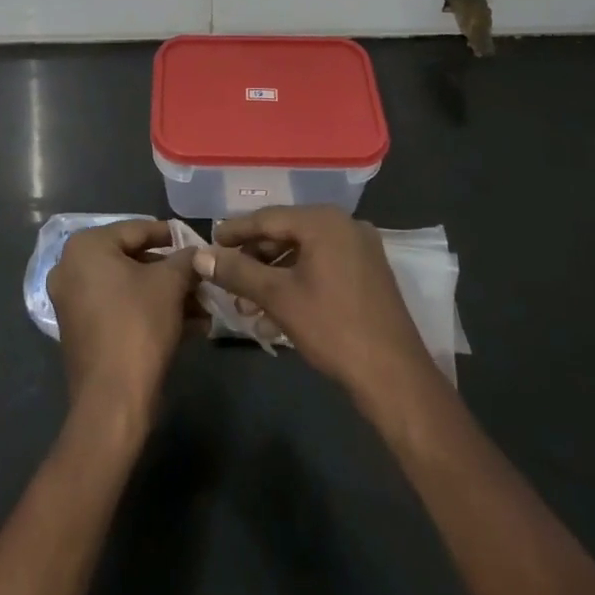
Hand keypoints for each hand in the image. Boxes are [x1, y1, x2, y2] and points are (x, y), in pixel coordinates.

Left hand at [48, 221, 198, 425]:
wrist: (113, 400)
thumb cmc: (138, 325)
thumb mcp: (170, 284)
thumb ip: (185, 260)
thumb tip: (197, 252)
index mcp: (86, 247)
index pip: (137, 229)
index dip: (171, 236)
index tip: (197, 242)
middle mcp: (71, 268)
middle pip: (132, 260)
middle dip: (172, 273)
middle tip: (202, 279)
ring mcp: (73, 301)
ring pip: (129, 288)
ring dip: (167, 296)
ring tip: (204, 308)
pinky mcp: (81, 330)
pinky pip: (119, 309)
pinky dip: (149, 312)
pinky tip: (189, 327)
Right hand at [194, 206, 437, 410]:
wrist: (394, 377)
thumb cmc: (332, 328)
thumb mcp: (277, 297)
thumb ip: (237, 271)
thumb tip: (200, 256)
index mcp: (324, 221)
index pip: (268, 218)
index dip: (235, 231)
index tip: (209, 243)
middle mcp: (344, 225)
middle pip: (286, 232)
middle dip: (254, 256)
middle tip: (226, 275)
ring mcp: (360, 248)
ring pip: (303, 251)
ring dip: (273, 272)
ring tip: (246, 299)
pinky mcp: (368, 272)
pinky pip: (322, 265)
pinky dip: (296, 280)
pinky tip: (276, 308)